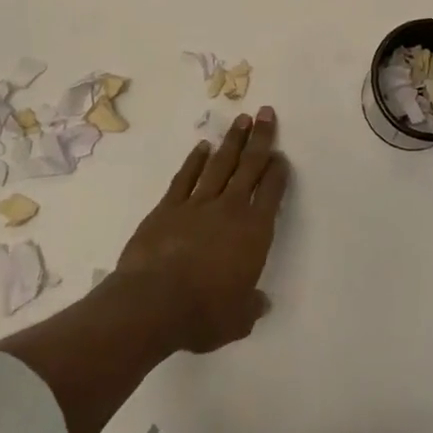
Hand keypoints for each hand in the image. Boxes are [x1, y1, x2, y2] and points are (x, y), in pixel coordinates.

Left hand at [114, 106, 289, 353]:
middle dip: (260, 139)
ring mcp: (197, 204)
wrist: (151, 304)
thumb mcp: (236, 320)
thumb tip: (261, 303)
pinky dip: (194, 160)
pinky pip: (185, 177)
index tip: (281, 156)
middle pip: (249, 166)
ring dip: (232, 141)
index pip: (271, 192)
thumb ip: (251, 307)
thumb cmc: (202, 313)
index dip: (278, 172)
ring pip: (219, 164)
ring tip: (241, 119)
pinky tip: (202, 147)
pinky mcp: (167, 208)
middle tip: (265, 113)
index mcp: (253, 232)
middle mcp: (229, 209)